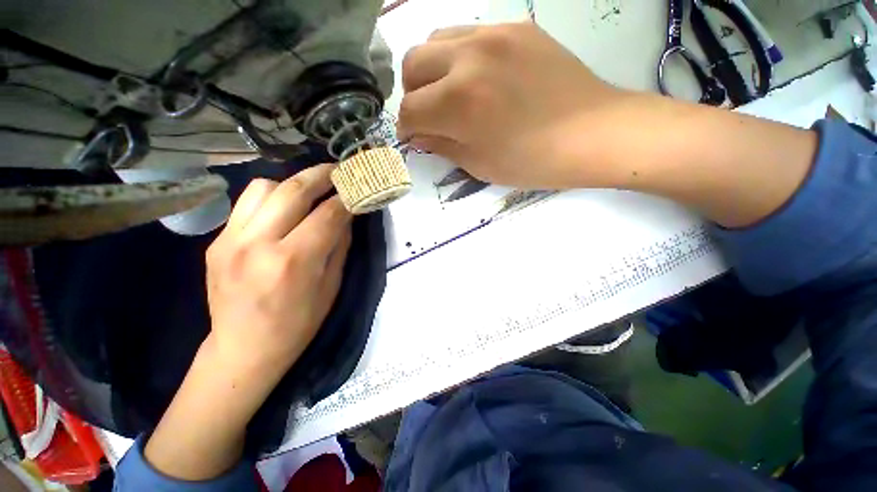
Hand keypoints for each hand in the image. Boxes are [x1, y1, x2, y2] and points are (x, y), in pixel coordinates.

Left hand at [206, 164, 351, 376]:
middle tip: (339, 171)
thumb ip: (339, 244)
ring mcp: (230, 240)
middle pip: (293, 191)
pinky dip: (271, 198)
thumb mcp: (331, 285)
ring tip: (309, 191)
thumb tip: (346, 214)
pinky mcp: (217, 240)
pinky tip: (284, 209)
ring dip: (293, 184)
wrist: (244, 347)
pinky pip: (247, 203)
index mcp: (293, 262)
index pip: (327, 215)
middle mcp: (258, 244)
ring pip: (264, 187)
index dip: (348, 199)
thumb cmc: (298, 323)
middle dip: (322, 175)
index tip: (359, 188)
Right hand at [397, 22, 636, 188]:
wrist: (590, 133)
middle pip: (412, 64)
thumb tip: (418, 135)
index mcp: (458, 102)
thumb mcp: (478, 164)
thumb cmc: (531, 161)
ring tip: (448, 92)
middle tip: (428, 114)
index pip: (410, 111)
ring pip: (435, 39)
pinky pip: (468, 33)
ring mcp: (493, 34)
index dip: (406, 128)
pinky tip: (476, 77)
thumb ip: (441, 146)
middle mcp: (468, 58)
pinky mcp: (515, 27)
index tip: (413, 137)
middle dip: (412, 94)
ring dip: (431, 70)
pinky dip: (458, 58)